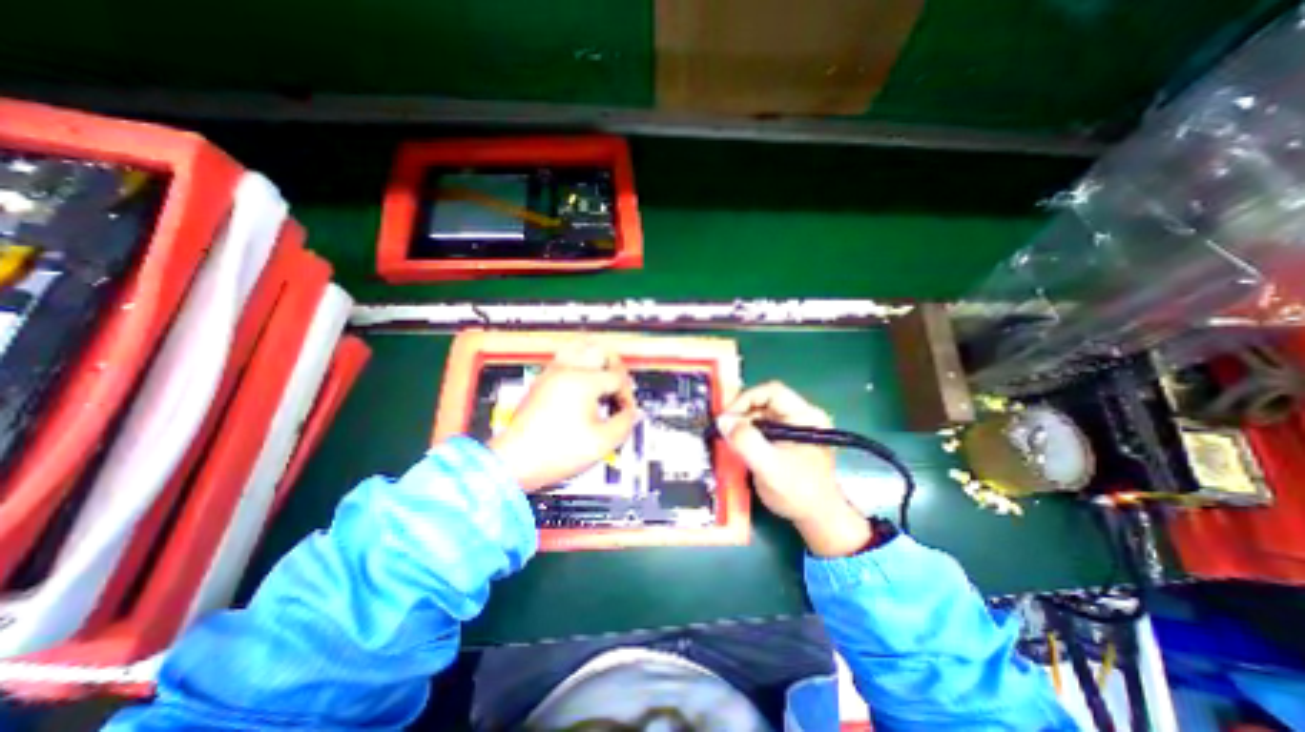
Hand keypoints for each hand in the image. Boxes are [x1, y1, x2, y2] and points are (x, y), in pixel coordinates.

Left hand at [487, 344, 640, 491]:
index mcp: (582, 382)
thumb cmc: (555, 452)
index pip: (617, 378)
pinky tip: (584, 379)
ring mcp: (551, 373)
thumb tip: (633, 413)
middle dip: (616, 366)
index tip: (626, 411)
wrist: (515, 461)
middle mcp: (566, 371)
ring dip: (596, 357)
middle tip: (620, 384)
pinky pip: (564, 356)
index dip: (627, 394)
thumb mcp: (601, 443)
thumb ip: (624, 424)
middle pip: (600, 350)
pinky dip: (579, 360)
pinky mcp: (542, 380)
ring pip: (579, 346)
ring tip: (604, 373)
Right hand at [719, 381, 870, 557]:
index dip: (745, 400)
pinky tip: (739, 445)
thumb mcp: (770, 468)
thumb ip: (746, 442)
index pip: (771, 391)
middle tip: (724, 430)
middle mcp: (802, 415)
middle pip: (764, 401)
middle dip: (741, 413)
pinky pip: (762, 425)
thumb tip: (723, 421)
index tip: (726, 418)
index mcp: (806, 415)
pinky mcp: (787, 436)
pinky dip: (747, 431)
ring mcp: (795, 425)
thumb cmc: (799, 493)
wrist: (817, 518)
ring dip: (742, 423)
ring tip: (729, 439)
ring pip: (761, 412)